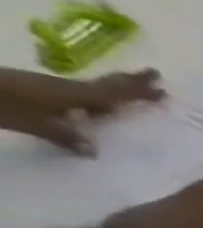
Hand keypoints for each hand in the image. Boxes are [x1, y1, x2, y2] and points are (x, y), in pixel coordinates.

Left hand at [0, 68, 163, 152]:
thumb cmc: (1, 104)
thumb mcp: (32, 123)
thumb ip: (64, 135)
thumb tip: (94, 150)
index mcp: (72, 95)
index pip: (113, 92)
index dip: (137, 89)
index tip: (161, 83)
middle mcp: (65, 89)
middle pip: (103, 85)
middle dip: (128, 83)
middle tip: (153, 77)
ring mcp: (48, 89)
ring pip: (90, 90)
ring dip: (113, 91)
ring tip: (131, 94)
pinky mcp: (35, 93)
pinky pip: (76, 96)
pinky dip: (93, 99)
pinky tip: (93, 107)